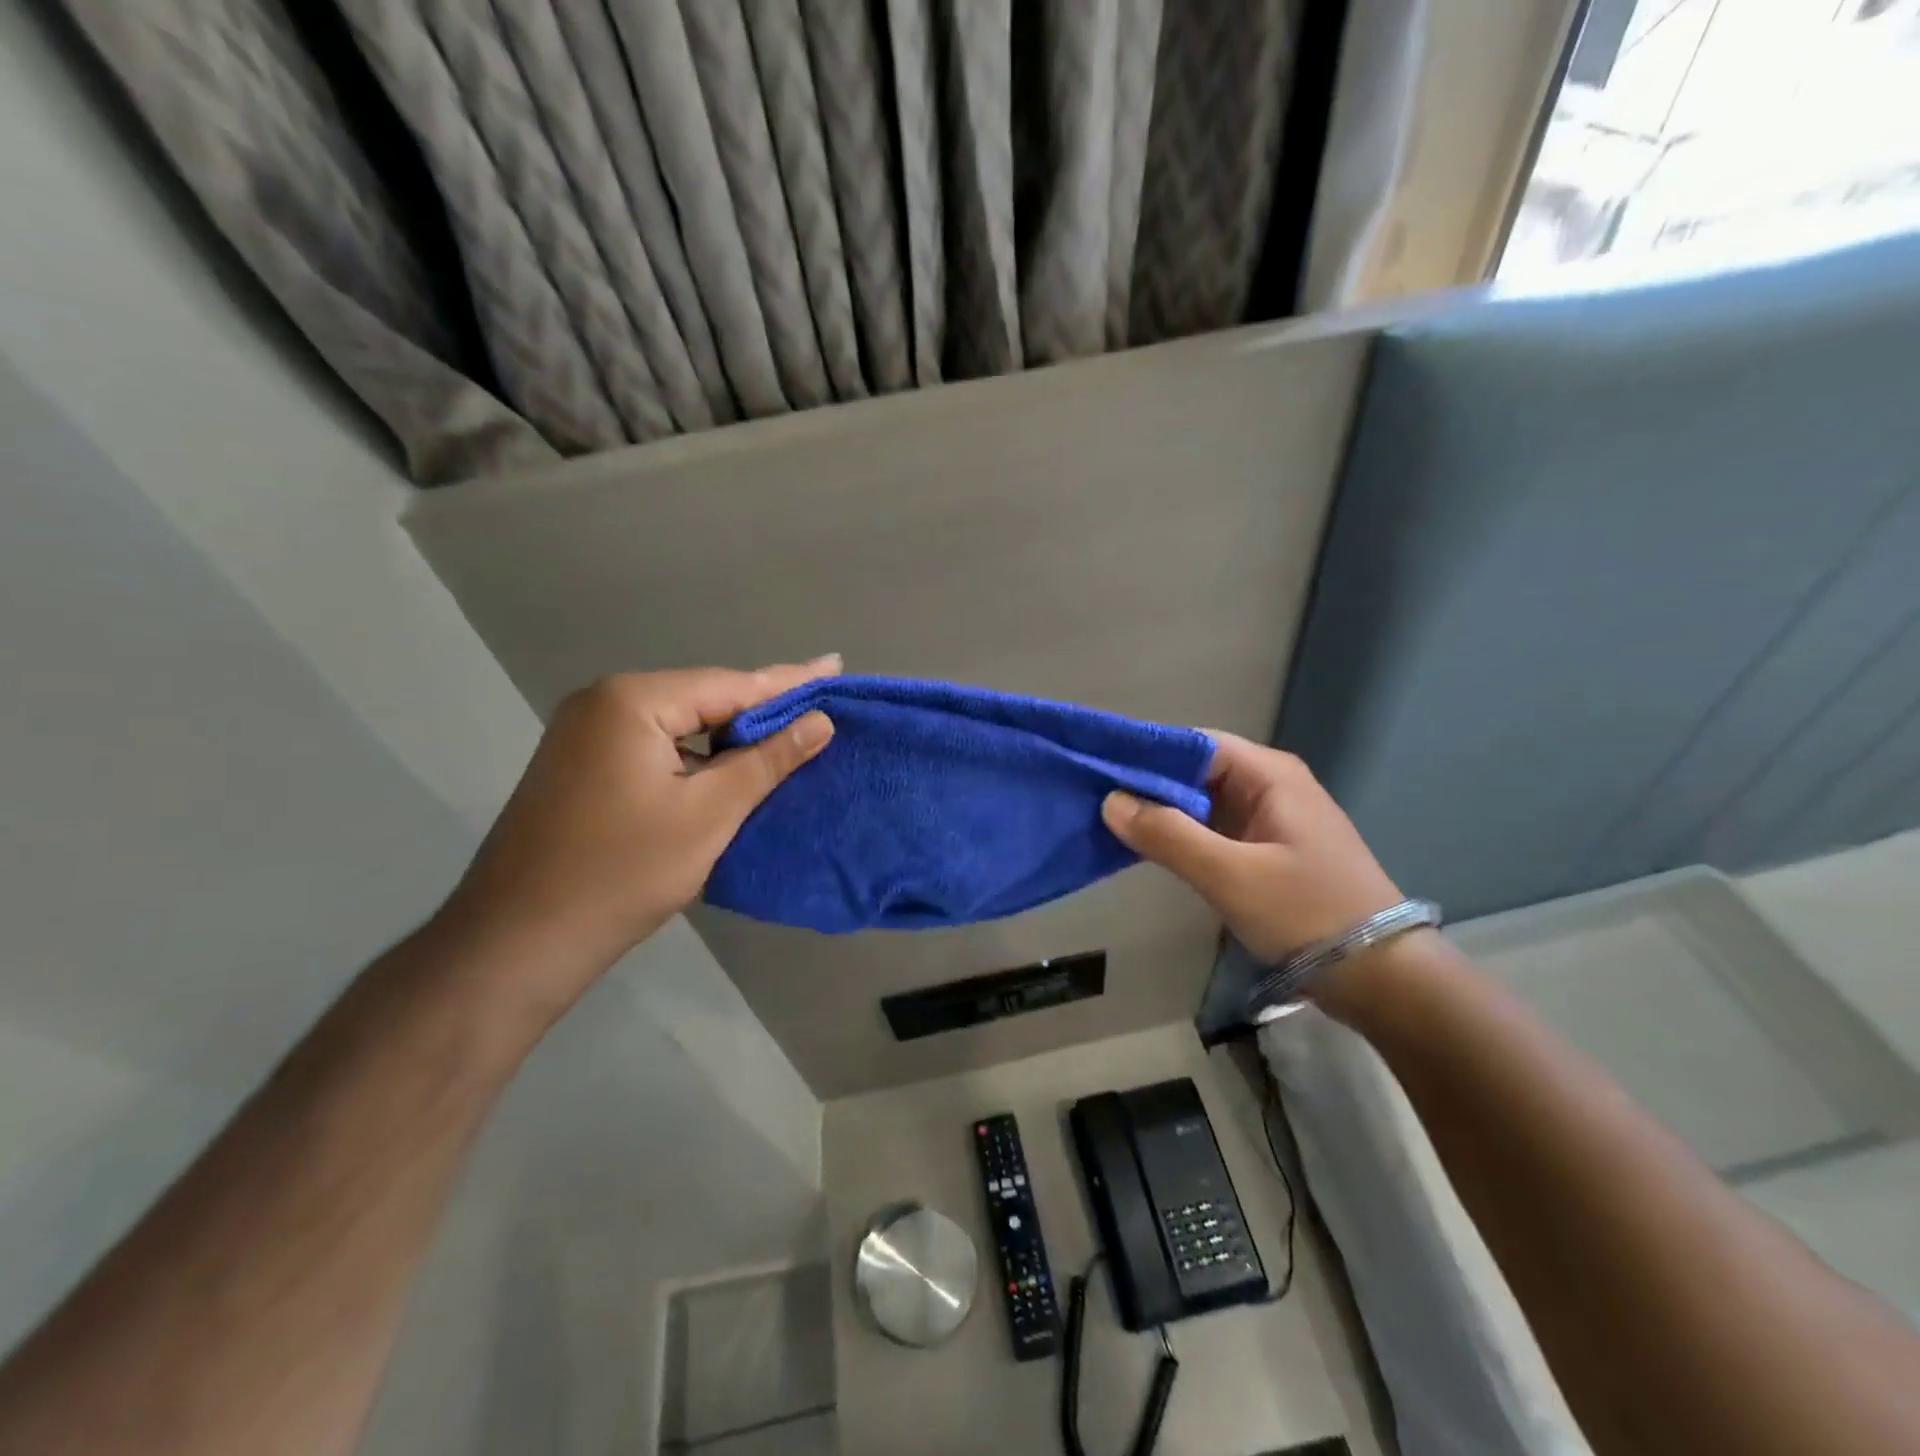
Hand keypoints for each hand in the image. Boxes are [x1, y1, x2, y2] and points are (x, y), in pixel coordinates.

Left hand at [440, 660, 837, 1000]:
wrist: (518, 940)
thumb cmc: (624, 872)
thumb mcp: (710, 814)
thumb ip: (767, 760)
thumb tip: (819, 722)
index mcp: (633, 702)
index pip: (730, 685)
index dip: (789, 682)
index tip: (834, 665)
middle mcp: (603, 703)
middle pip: (703, 698)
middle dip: (761, 706)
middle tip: (818, 700)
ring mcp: (585, 735)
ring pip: (680, 725)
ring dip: (730, 734)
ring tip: (787, 730)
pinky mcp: (582, 767)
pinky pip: (656, 746)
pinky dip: (697, 755)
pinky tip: (729, 763)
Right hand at [1101, 733, 1401, 966]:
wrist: (1380, 976)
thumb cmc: (1306, 913)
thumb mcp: (1230, 875)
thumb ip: (1168, 835)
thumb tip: (1109, 801)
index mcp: (1269, 775)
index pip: (1195, 744)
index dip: (1147, 752)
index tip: (1100, 768)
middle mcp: (1271, 786)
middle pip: (1197, 771)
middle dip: (1148, 784)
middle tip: (1095, 798)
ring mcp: (1272, 819)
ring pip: (1204, 802)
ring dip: (1163, 811)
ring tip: (1110, 821)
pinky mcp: (1270, 850)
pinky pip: (1215, 829)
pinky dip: (1183, 835)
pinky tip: (1150, 848)